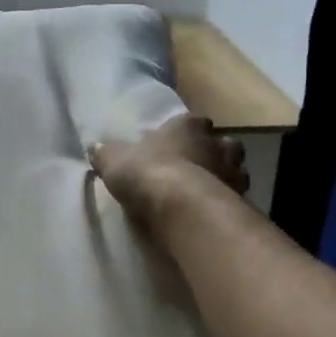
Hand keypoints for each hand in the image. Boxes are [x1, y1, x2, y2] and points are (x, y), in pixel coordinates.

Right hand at [89, 114, 248, 233]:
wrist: (181, 208)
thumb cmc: (147, 173)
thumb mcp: (115, 161)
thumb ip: (106, 153)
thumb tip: (94, 146)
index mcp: (189, 126)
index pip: (195, 122)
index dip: (187, 132)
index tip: (177, 144)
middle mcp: (218, 143)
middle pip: (223, 144)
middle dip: (214, 153)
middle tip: (199, 168)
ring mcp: (234, 172)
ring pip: (236, 170)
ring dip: (225, 179)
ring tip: (207, 194)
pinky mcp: (241, 200)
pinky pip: (236, 199)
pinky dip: (227, 204)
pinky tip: (212, 214)